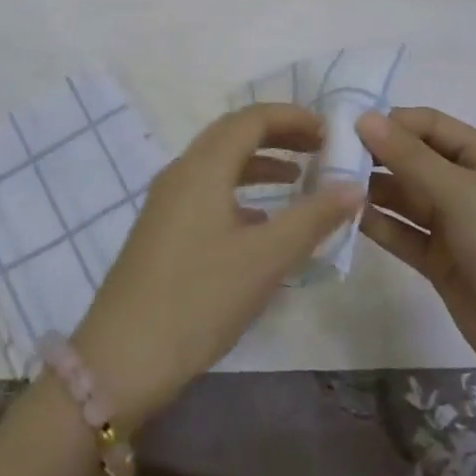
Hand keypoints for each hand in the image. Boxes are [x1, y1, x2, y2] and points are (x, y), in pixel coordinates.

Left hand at [72, 104, 362, 427]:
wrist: (121, 358)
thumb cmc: (198, 300)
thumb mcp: (264, 259)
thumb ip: (312, 218)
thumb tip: (354, 186)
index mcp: (204, 166)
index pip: (252, 118)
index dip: (293, 117)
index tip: (330, 131)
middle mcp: (182, 171)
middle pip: (234, 134)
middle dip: (279, 134)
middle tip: (320, 148)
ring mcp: (167, 200)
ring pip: (220, 163)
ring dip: (260, 162)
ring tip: (300, 179)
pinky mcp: (162, 228)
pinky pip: (208, 190)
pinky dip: (241, 191)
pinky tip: (262, 222)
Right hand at [358, 107, 475, 405]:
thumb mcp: (461, 195)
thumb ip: (409, 156)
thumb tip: (363, 117)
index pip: (429, 124)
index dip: (390, 122)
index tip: (346, 127)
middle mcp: (468, 185)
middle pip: (413, 158)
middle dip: (375, 154)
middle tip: (329, 155)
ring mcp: (454, 225)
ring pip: (404, 195)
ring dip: (371, 189)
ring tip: (328, 185)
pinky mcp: (440, 261)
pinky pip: (402, 231)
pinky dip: (377, 223)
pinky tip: (345, 216)